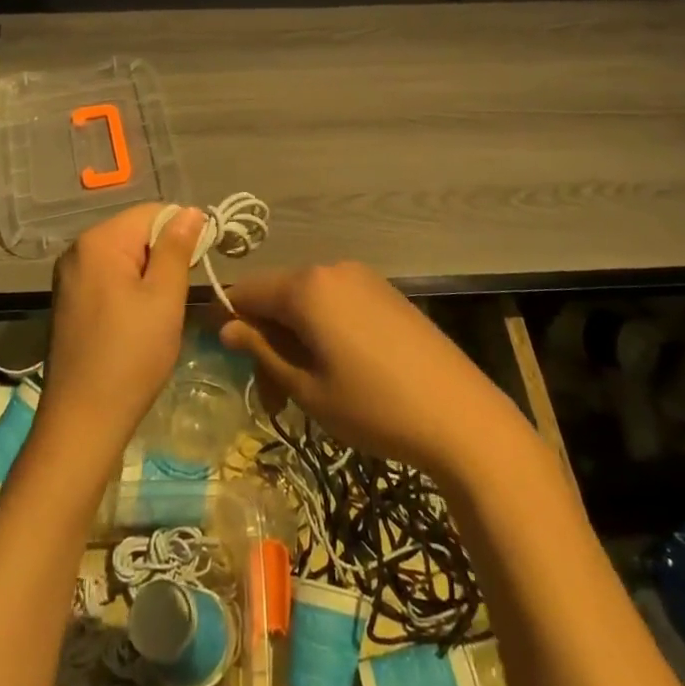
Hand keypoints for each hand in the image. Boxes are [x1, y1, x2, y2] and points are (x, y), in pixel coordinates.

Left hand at [39, 204, 206, 465]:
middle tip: (182, 291)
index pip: (152, 212)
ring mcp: (69, 276)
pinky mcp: (69, 300)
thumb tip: (190, 211)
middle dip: (165, 253)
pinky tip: (140, 319)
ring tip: (164, 308)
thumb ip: (177, 248)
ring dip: (150, 273)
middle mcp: (77, 250)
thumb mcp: (164, 298)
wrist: (83, 419)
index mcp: (99, 242)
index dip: (183, 230)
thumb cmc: (131, 355)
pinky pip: (109, 276)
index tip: (203, 262)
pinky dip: (131, 287)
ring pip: (124, 256)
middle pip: (135, 231)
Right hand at [219, 262, 526, 478]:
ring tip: (304, 389)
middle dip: (265, 339)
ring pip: (307, 300)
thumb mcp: (307, 387)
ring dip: (294, 337)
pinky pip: (336, 302)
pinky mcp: (386, 293)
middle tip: (272, 396)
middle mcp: (332, 270)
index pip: (245, 291)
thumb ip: (262, 351)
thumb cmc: (373, 406)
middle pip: (278, 295)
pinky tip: (336, 368)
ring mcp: (363, 278)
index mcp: (306, 287)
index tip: (224, 359)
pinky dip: (322, 329)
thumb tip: (227, 327)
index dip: (226, 321)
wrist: (461, 416)